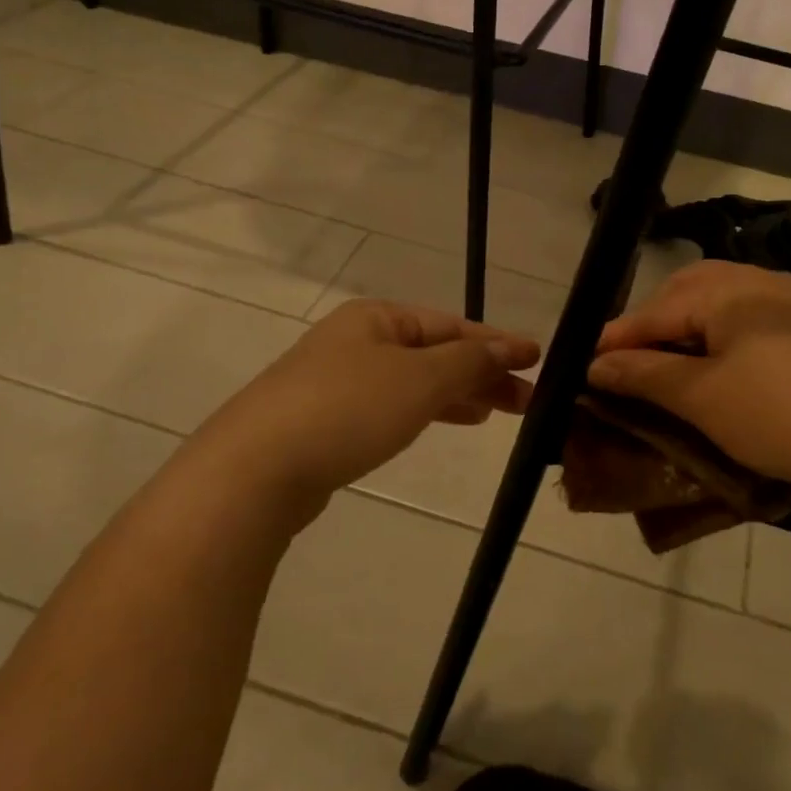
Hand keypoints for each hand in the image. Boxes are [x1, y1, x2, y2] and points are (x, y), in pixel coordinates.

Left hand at [188, 299, 540, 527]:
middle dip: (481, 372)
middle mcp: (356, 341)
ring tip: (495, 413)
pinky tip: (446, 423)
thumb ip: (470, 361)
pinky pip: (392, 406)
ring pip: (415, 381)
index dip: (498, 342)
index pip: (452, 324)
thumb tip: (511, 346)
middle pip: (434, 352)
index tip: (538, 360)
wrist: (252, 472)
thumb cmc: (346, 410)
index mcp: (377, 318)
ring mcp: (337, 382)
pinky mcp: (326, 421)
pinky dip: (426, 411)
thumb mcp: (420, 379)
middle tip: (526, 400)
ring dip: (458, 393)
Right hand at [587, 260, 790, 490]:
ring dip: (688, 327)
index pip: (656, 310)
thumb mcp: (702, 397)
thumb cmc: (778, 413)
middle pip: (687, 291)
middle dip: (654, 323)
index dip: (618, 338)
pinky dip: (721, 335)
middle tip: (629, 360)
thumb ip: (645, 373)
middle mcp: (758, 280)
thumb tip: (596, 363)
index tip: (586, 363)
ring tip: (669, 364)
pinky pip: (749, 317)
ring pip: (720, 301)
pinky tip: (719, 365)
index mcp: (727, 290)